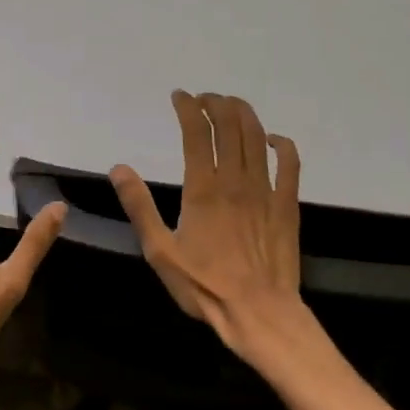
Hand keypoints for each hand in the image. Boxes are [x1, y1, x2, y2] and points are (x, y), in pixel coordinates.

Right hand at [111, 91, 313, 363]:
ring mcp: (265, 191)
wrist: (259, 313)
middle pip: (229, 125)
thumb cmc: (204, 285)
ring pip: (257, 137)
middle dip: (216, 103)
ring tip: (230, 105)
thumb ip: (139, 207)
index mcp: (203, 189)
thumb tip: (119, 169)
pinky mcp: (286, 205)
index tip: (179, 96)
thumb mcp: (159, 251)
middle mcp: (235, 180)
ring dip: (243, 114)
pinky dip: (281, 144)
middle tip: (204, 99)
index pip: (197, 132)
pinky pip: (290, 164)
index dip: (188, 107)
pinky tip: (272, 140)